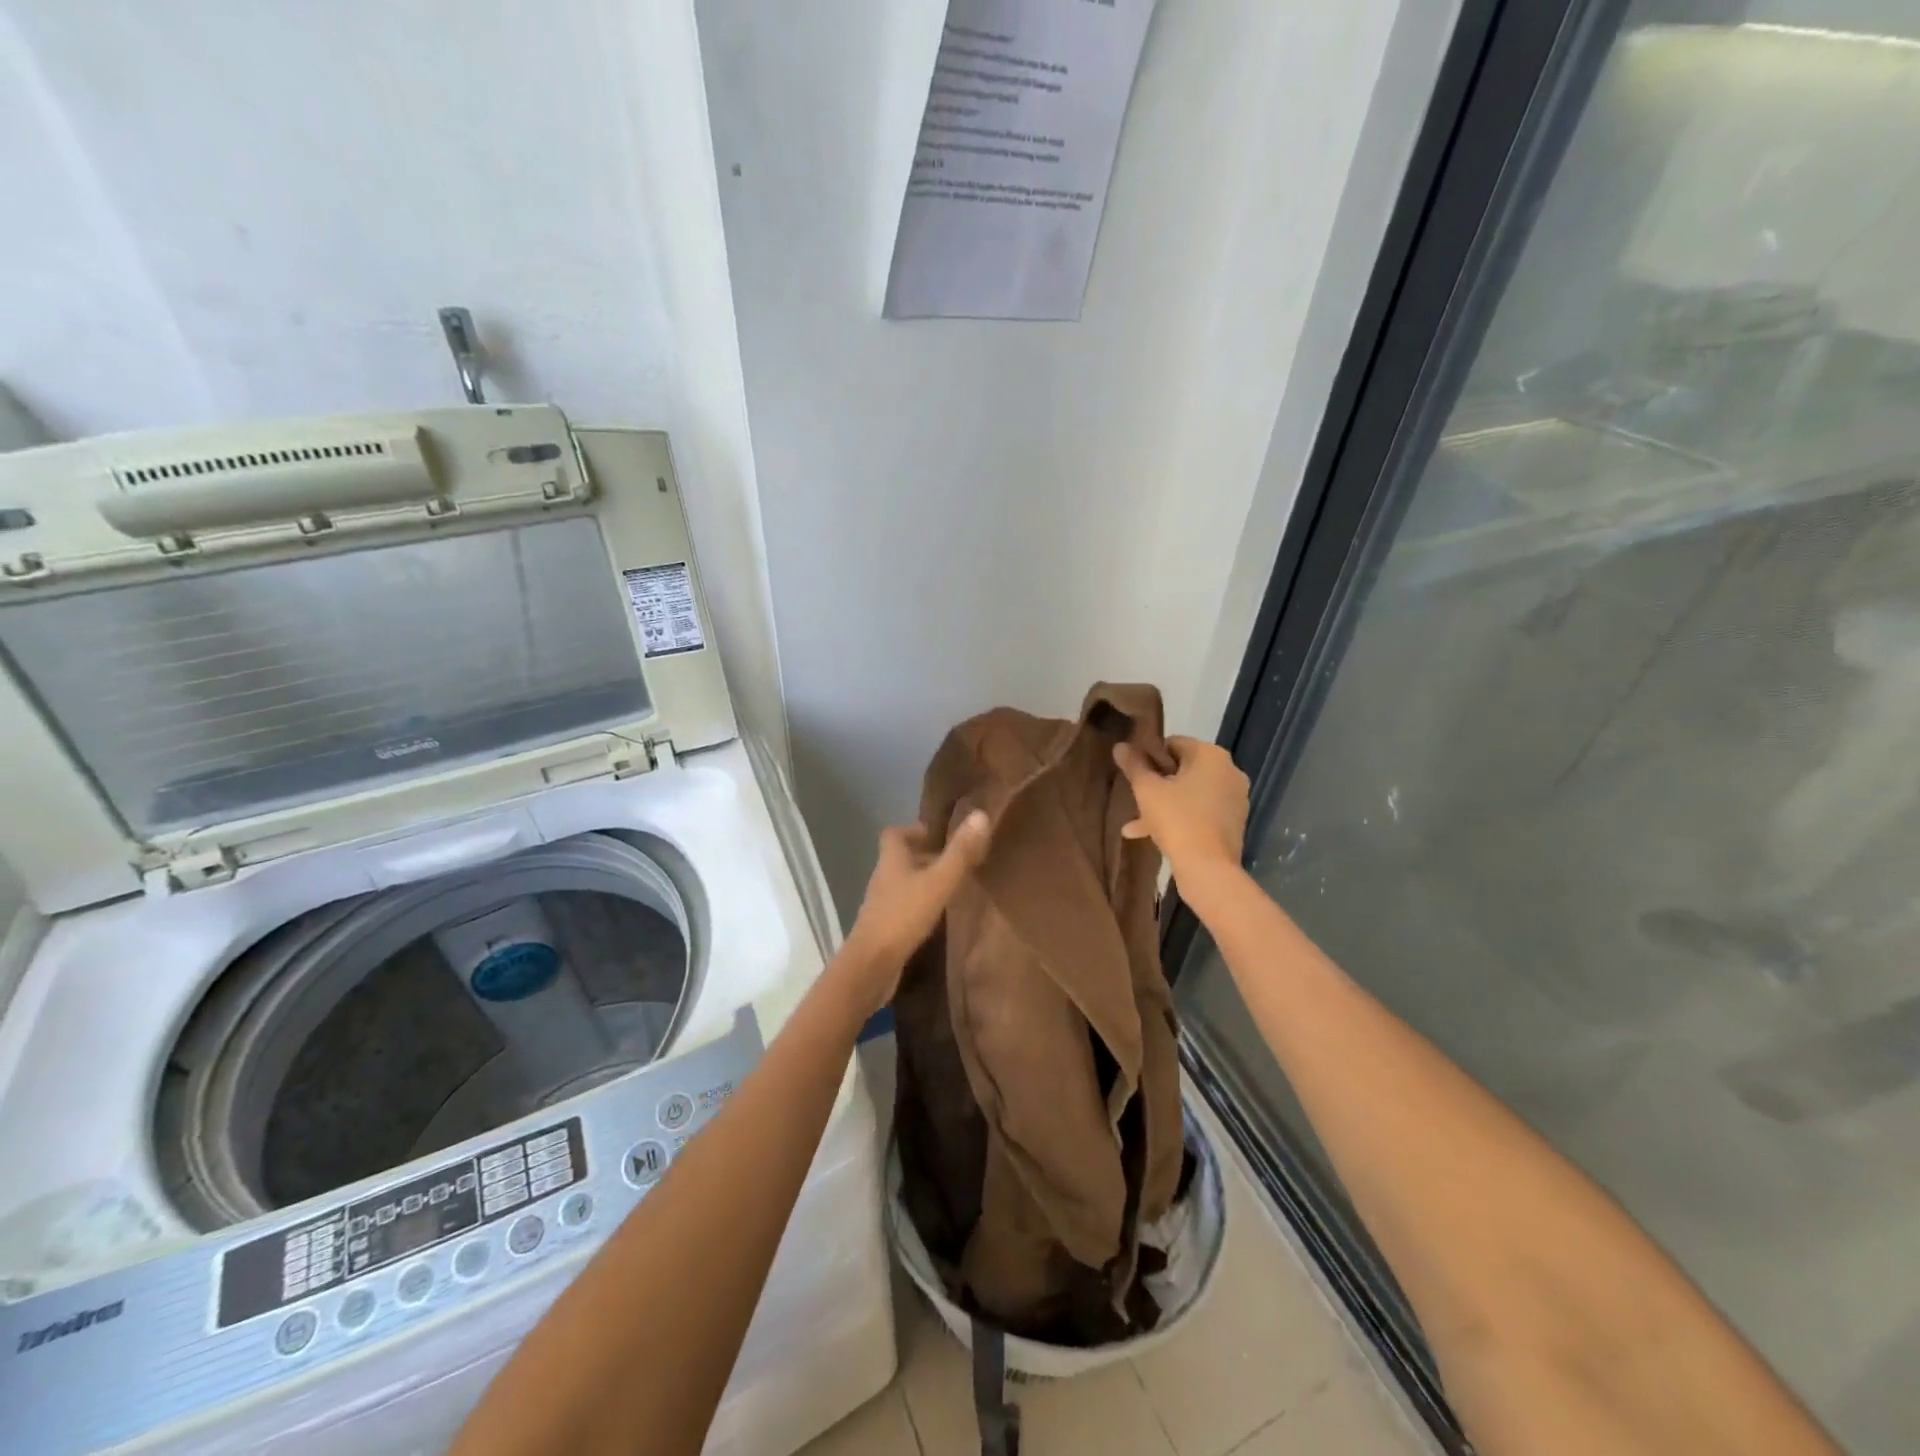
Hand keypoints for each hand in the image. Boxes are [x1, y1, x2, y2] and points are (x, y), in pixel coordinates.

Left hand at [838, 812, 991, 1009]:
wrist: (871, 966)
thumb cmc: (903, 916)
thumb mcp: (938, 882)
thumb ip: (959, 853)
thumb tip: (980, 814)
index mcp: (891, 860)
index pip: (894, 833)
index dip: (915, 830)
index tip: (940, 836)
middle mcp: (883, 878)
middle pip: (901, 858)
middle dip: (926, 856)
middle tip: (956, 860)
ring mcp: (882, 904)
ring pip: (904, 883)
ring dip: (925, 881)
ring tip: (954, 886)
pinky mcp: (885, 928)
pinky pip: (904, 907)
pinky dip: (921, 905)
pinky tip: (940, 916)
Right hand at [1113, 736, 1248, 881]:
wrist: (1208, 868)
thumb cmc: (1176, 819)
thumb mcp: (1147, 790)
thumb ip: (1134, 765)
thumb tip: (1120, 745)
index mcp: (1211, 755)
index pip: (1174, 743)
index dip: (1150, 756)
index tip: (1135, 774)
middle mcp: (1229, 771)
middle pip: (1183, 770)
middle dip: (1157, 784)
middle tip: (1135, 798)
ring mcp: (1235, 798)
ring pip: (1191, 793)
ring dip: (1164, 804)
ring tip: (1135, 824)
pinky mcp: (1234, 821)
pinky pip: (1201, 811)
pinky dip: (1181, 817)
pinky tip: (1153, 835)